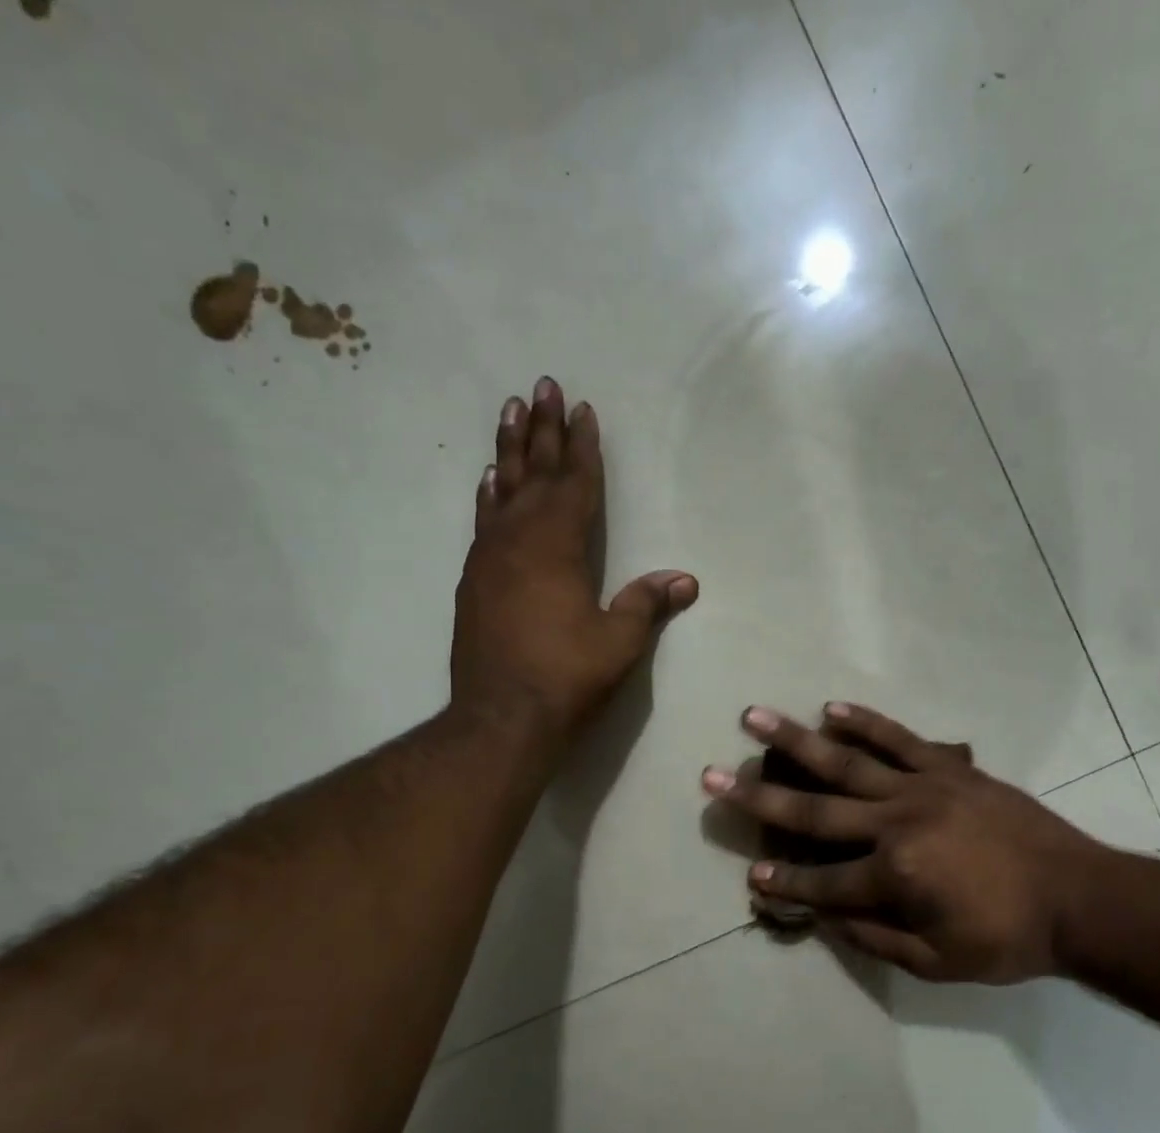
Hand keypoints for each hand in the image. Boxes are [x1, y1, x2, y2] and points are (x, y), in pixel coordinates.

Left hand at [452, 378, 697, 743]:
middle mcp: (519, 541)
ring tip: (510, 410)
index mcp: (558, 547)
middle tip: (541, 386)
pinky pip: (483, 522)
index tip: (582, 408)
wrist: (501, 720)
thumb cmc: (566, 678)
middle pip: (534, 474)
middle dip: (542, 429)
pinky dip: (489, 496)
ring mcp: (490, 560)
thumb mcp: (619, 643)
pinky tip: (489, 481)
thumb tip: (685, 579)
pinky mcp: (474, 582)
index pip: (576, 485)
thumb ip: (646, 604)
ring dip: (509, 450)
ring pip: (502, 490)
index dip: (583, 447)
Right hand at [701, 704, 1111, 982]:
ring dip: (795, 740)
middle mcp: (897, 824)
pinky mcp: (950, 768)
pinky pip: (899, 739)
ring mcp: (923, 788)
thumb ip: (876, 941)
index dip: (784, 883)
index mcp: (894, 877)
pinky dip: (864, 724)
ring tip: (754, 718)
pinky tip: (831, 709)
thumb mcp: (939, 964)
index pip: (822, 882)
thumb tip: (826, 919)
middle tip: (713, 776)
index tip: (749, 875)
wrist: (1081, 897)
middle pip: (815, 811)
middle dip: (758, 797)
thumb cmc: (1008, 938)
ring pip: (846, 761)